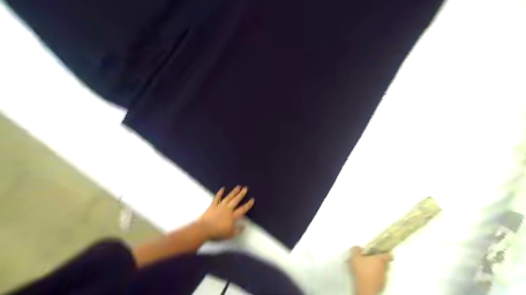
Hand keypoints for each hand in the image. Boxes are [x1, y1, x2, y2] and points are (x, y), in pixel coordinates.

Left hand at [197, 187, 254, 239]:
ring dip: (233, 192)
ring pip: (228, 197)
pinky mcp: (213, 206)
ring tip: (238, 186)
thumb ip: (238, 230)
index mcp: (233, 216)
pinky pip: (217, 198)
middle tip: (246, 188)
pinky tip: (222, 188)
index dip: (248, 204)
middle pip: (236, 200)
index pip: (242, 209)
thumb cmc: (218, 232)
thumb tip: (244, 226)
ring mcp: (220, 206)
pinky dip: (220, 193)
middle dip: (241, 194)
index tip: (252, 199)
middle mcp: (228, 209)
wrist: (204, 229)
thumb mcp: (230, 234)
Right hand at [348, 247, 389, 293]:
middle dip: (377, 260)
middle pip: (384, 262)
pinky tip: (365, 276)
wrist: (365, 288)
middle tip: (369, 259)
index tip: (379, 252)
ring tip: (365, 268)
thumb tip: (357, 248)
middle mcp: (384, 268)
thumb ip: (356, 250)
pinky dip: (374, 276)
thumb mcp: (355, 256)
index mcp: (380, 259)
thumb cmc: (362, 270)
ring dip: (375, 269)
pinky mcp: (381, 285)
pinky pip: (378, 278)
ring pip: (381, 270)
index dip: (384, 252)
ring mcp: (383, 277)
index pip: (388, 255)